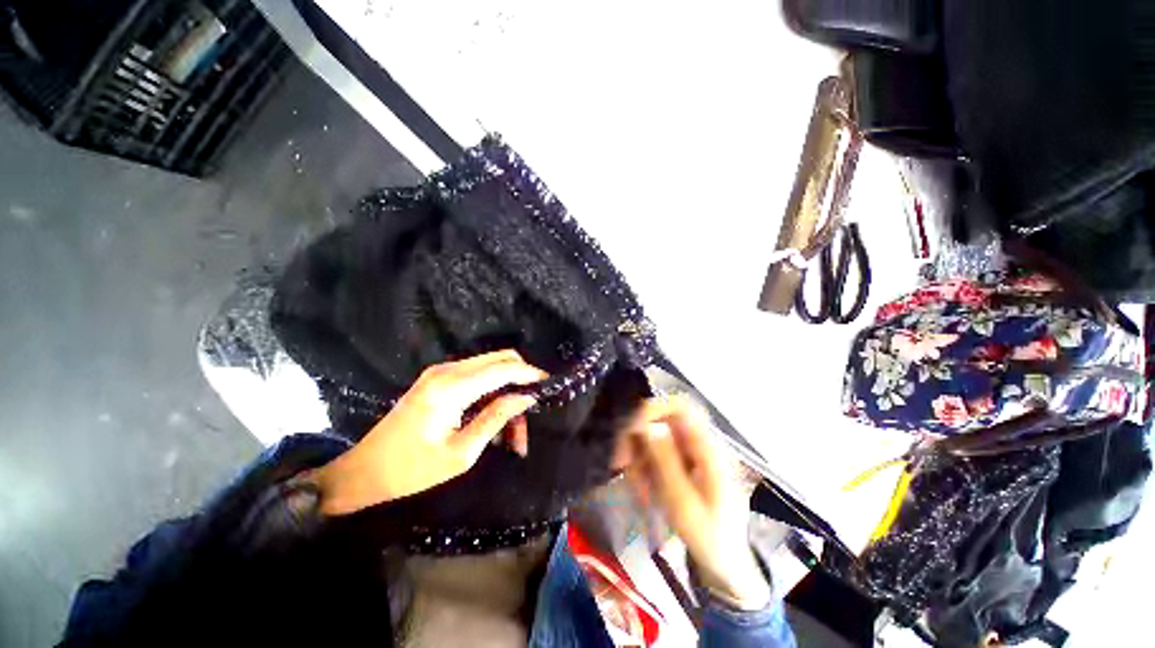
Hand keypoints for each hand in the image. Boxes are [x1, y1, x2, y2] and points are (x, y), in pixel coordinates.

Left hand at [305, 350, 545, 515]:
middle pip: (500, 359)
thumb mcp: (462, 452)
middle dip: (521, 381)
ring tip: (512, 434)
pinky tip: (494, 422)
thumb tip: (525, 398)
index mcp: (452, 387)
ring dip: (507, 393)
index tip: (550, 384)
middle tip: (530, 413)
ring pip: (491, 369)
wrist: (364, 471)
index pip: (503, 368)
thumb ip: (496, 418)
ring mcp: (441, 372)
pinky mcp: (439, 379)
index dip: (529, 373)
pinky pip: (477, 377)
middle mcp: (448, 370)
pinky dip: (492, 395)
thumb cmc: (412, 469)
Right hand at [619, 397, 770, 610]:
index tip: (630, 429)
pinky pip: (654, 454)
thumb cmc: (710, 539)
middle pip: (660, 420)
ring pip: (652, 438)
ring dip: (637, 459)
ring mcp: (689, 453)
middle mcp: (698, 443)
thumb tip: (648, 425)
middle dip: (636, 440)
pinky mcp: (681, 463)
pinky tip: (644, 493)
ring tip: (638, 491)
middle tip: (620, 464)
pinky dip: (643, 469)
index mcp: (709, 449)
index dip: (653, 409)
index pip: (680, 407)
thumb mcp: (685, 505)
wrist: (725, 564)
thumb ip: (666, 462)